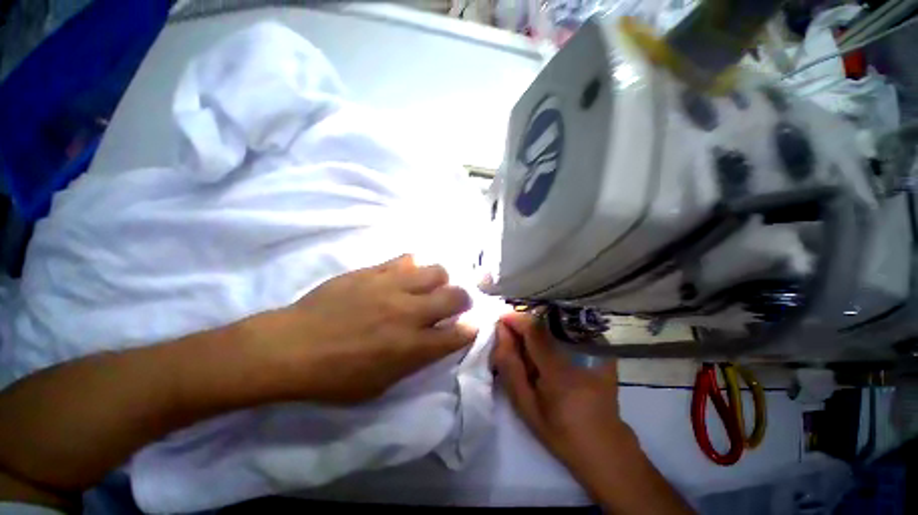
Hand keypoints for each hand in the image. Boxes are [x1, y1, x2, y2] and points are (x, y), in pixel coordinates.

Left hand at [249, 255, 477, 403]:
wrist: (290, 346)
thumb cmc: (335, 376)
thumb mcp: (380, 385)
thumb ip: (415, 360)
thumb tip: (436, 341)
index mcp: (412, 347)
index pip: (459, 333)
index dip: (472, 327)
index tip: (473, 323)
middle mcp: (409, 313)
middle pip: (456, 295)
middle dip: (464, 299)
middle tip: (457, 302)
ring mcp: (392, 287)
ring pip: (437, 270)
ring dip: (441, 279)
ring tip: (431, 286)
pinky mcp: (374, 271)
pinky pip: (407, 259)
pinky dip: (415, 267)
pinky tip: (408, 274)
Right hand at [491, 313, 633, 474]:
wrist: (604, 444)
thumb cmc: (560, 430)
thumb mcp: (526, 405)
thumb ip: (510, 367)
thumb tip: (501, 334)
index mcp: (560, 371)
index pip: (535, 330)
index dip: (516, 319)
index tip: (502, 320)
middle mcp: (581, 354)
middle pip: (546, 322)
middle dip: (526, 324)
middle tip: (514, 336)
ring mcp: (597, 349)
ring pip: (558, 323)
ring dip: (539, 328)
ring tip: (531, 344)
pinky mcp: (604, 350)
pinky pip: (572, 329)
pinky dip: (555, 331)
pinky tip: (550, 347)